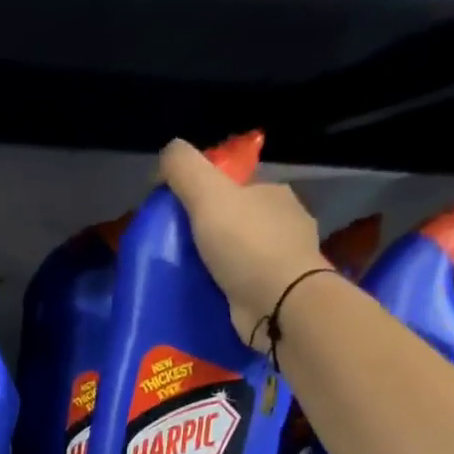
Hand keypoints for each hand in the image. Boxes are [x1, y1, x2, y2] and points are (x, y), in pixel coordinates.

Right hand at [159, 139, 332, 343]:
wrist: (281, 304)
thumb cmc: (246, 245)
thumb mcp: (208, 195)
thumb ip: (185, 169)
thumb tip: (168, 150)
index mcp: (273, 193)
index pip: (236, 186)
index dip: (206, 196)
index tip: (180, 215)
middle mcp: (285, 222)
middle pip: (240, 220)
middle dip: (214, 231)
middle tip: (180, 250)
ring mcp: (286, 260)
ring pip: (245, 254)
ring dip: (222, 263)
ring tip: (192, 277)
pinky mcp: (280, 293)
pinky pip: (248, 284)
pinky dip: (231, 287)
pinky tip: (213, 296)